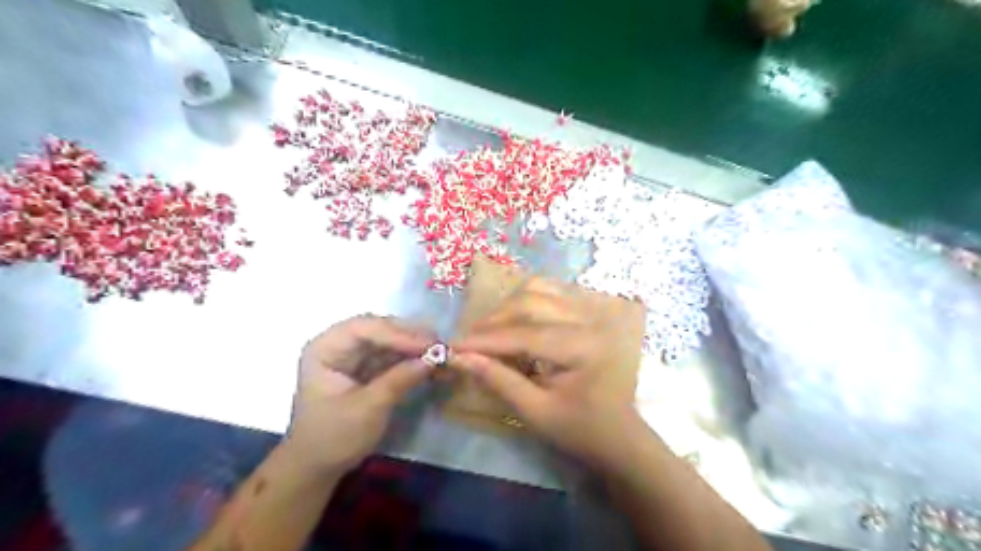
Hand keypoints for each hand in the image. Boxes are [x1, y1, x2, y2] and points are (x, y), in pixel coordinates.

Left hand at [287, 317, 435, 474]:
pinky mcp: (366, 367)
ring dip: (415, 345)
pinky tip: (432, 361)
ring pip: (389, 340)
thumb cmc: (333, 437)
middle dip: (410, 336)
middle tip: (440, 344)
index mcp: (325, 348)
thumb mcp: (367, 409)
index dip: (398, 334)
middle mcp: (339, 344)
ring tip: (441, 352)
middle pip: (379, 329)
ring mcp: (353, 355)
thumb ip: (399, 380)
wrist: (317, 468)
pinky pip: (392, 355)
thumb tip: (433, 358)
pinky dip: (412, 358)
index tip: (428, 345)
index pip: (364, 329)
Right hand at [452, 277, 648, 471]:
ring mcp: (592, 311)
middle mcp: (590, 319)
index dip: (486, 340)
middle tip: (468, 341)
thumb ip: (499, 381)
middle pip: (531, 302)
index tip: (453, 347)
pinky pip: (551, 292)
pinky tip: (513, 319)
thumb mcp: (537, 413)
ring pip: (540, 289)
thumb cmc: (581, 430)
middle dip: (494, 320)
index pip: (525, 335)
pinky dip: (525, 301)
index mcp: (584, 347)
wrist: (620, 433)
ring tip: (489, 330)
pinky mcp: (588, 311)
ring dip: (508, 306)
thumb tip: (460, 358)